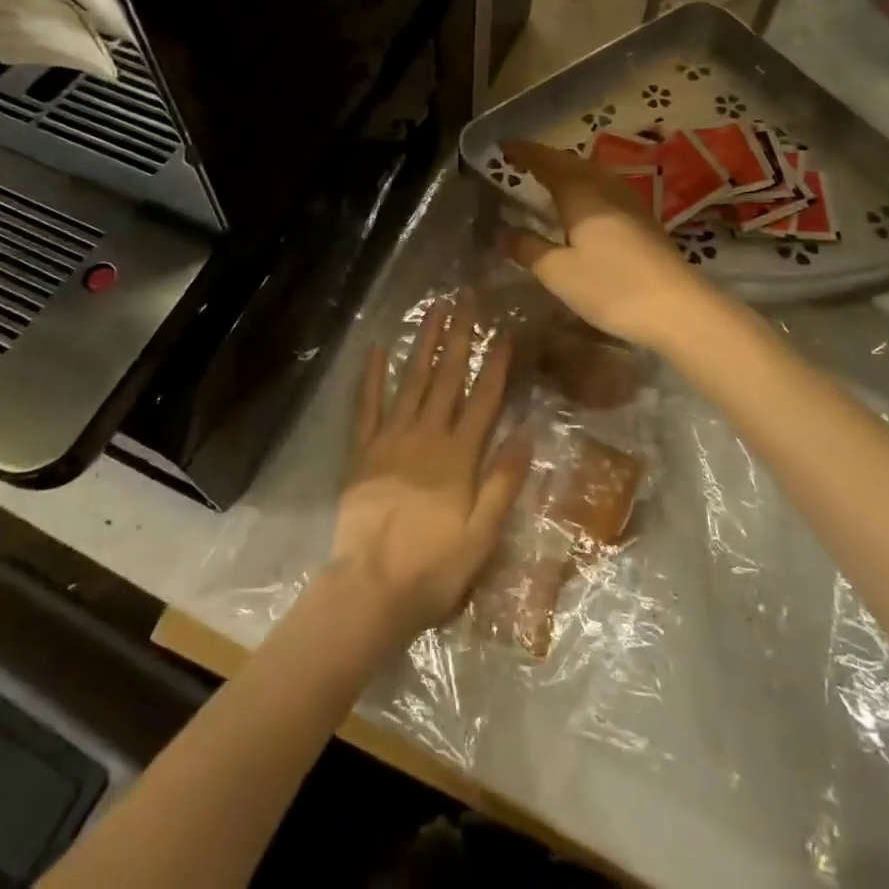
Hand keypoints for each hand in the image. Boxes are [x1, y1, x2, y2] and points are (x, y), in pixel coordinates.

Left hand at [329, 302, 530, 642]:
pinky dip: (372, 376)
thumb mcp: (483, 535)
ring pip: (411, 381)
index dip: (496, 363)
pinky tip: (378, 348)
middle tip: (466, 299)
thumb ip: (504, 482)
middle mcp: (426, 436)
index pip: (484, 399)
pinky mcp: (362, 451)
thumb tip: (527, 432)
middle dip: (459, 336)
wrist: (372, 589)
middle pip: (447, 378)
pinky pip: (366, 405)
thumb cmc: (434, 567)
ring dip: (424, 343)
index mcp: (459, 456)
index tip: (505, 331)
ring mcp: (390, 439)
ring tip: (434, 310)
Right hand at [501, 140, 711, 350]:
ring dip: (565, 173)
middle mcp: (604, 186)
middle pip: (569, 162)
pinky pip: (602, 190)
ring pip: (589, 174)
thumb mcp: (558, 272)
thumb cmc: (611, 286)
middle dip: (543, 160)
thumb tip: (502, 232)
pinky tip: (577, 208)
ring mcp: (627, 201)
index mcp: (580, 191)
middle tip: (518, 164)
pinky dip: (582, 189)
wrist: (677, 308)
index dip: (523, 151)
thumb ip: (527, 248)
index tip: (502, 146)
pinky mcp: (641, 219)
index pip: (545, 160)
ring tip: (543, 183)